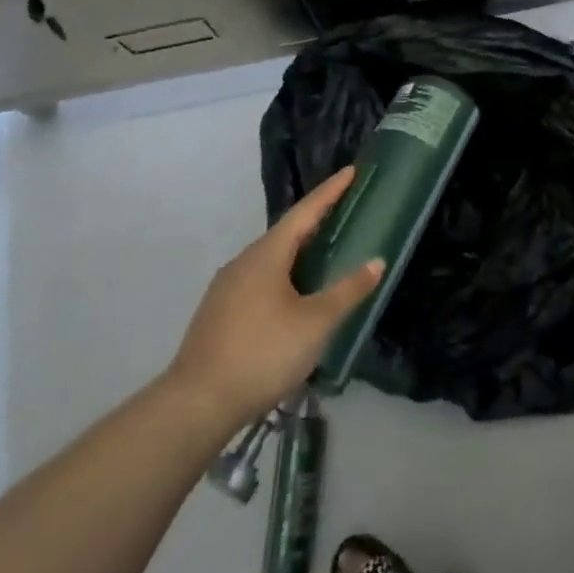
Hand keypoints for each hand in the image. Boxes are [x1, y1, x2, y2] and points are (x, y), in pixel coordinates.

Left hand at [166, 168, 382, 429]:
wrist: (197, 402)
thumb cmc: (263, 353)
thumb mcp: (315, 324)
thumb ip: (347, 291)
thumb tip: (376, 261)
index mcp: (268, 255)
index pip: (306, 212)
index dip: (330, 191)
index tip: (351, 171)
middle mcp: (244, 261)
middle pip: (286, 232)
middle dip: (316, 220)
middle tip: (344, 212)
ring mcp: (227, 286)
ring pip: (270, 258)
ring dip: (298, 250)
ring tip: (324, 254)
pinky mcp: (219, 311)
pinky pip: (258, 278)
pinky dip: (283, 274)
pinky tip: (293, 295)